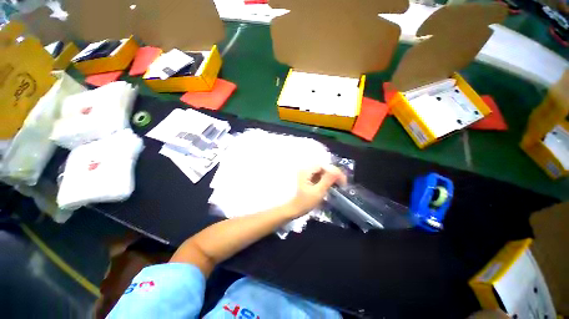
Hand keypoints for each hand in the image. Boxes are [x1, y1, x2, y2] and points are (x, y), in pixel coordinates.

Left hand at [287, 165, 346, 217]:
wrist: (293, 209)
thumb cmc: (304, 202)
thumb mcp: (318, 192)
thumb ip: (327, 180)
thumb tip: (338, 171)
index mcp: (306, 171)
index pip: (324, 165)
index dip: (335, 171)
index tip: (343, 182)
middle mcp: (306, 169)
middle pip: (323, 167)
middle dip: (334, 174)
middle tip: (342, 184)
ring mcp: (306, 173)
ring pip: (322, 171)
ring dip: (331, 177)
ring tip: (338, 185)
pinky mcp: (307, 178)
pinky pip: (319, 175)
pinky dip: (326, 179)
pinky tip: (330, 186)